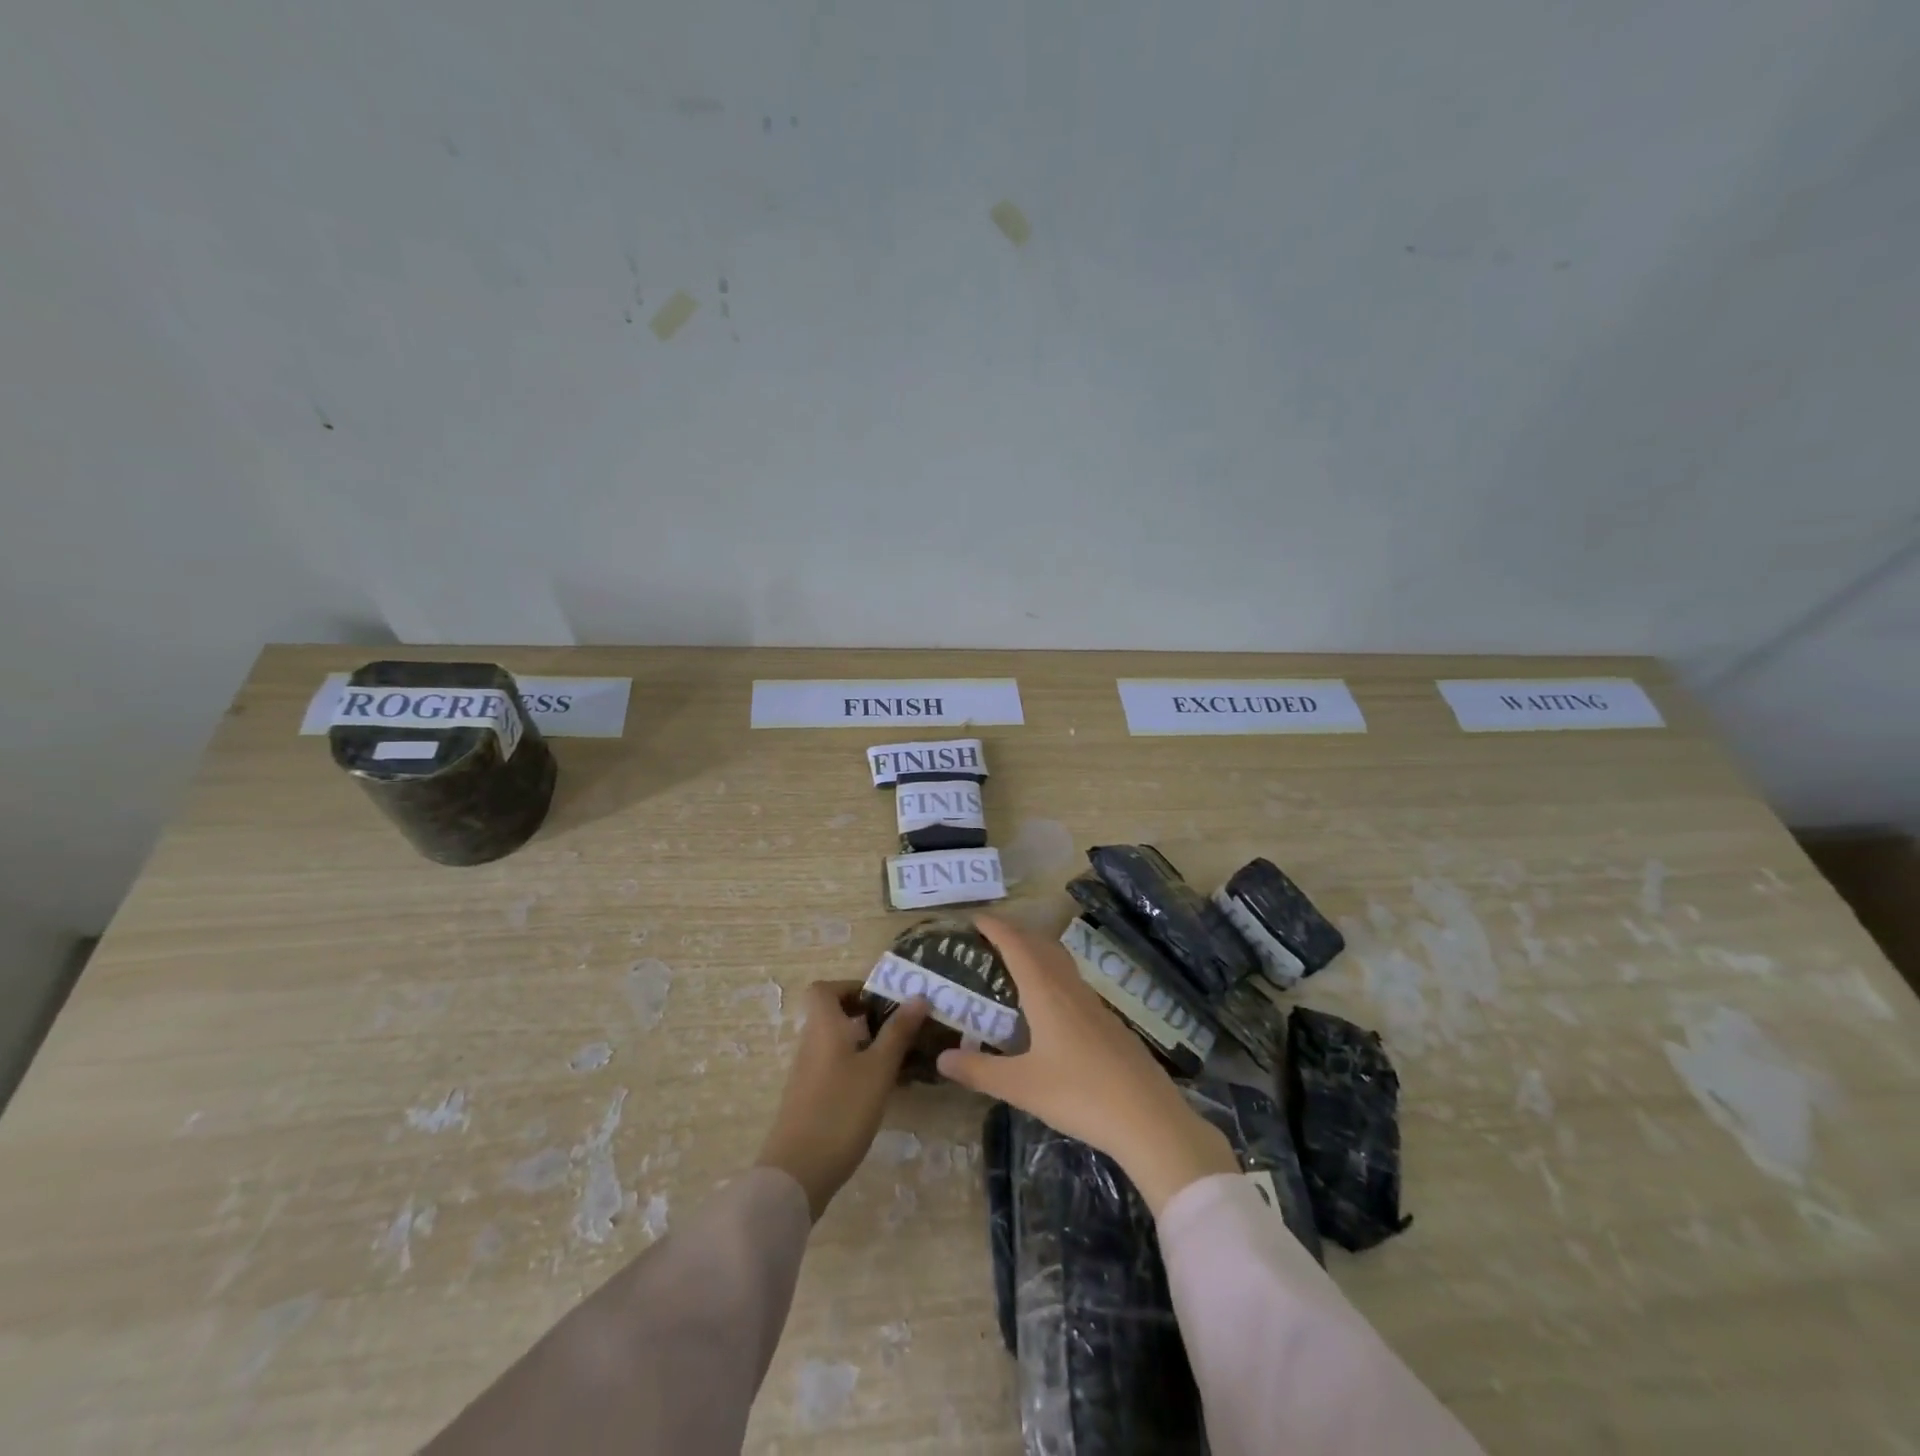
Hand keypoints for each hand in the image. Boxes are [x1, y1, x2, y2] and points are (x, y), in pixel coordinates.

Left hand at [755, 981, 928, 1219]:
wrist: (797, 1174)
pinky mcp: (810, 1100)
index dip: (850, 987)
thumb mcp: (878, 1069)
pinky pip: (836, 1069)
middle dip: (867, 1017)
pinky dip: (858, 1070)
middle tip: (900, 1028)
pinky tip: (883, 1091)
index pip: (824, 989)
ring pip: (838, 1045)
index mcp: (823, 1027)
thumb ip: (898, 1032)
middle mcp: (811, 1044)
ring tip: (901, 1059)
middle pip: (833, 1016)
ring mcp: (808, 1074)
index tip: (880, 999)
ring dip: (867, 1045)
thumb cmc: (841, 1110)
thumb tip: (918, 996)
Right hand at [936, 916, 1237, 1214]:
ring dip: (1036, 953)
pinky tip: (1048, 1008)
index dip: (995, 928)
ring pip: (1061, 963)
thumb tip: (941, 1057)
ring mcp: (1094, 1004)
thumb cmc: (1080, 1095)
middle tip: (988, 941)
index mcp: (1046, 992)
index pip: (1016, 945)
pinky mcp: (1109, 1023)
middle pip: (1041, 945)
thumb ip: (979, 1070)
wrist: (1149, 1118)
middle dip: (1015, 935)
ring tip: (1014, 967)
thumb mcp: (1021, 1087)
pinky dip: (1053, 977)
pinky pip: (1073, 984)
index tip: (974, 919)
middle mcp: (1069, 988)